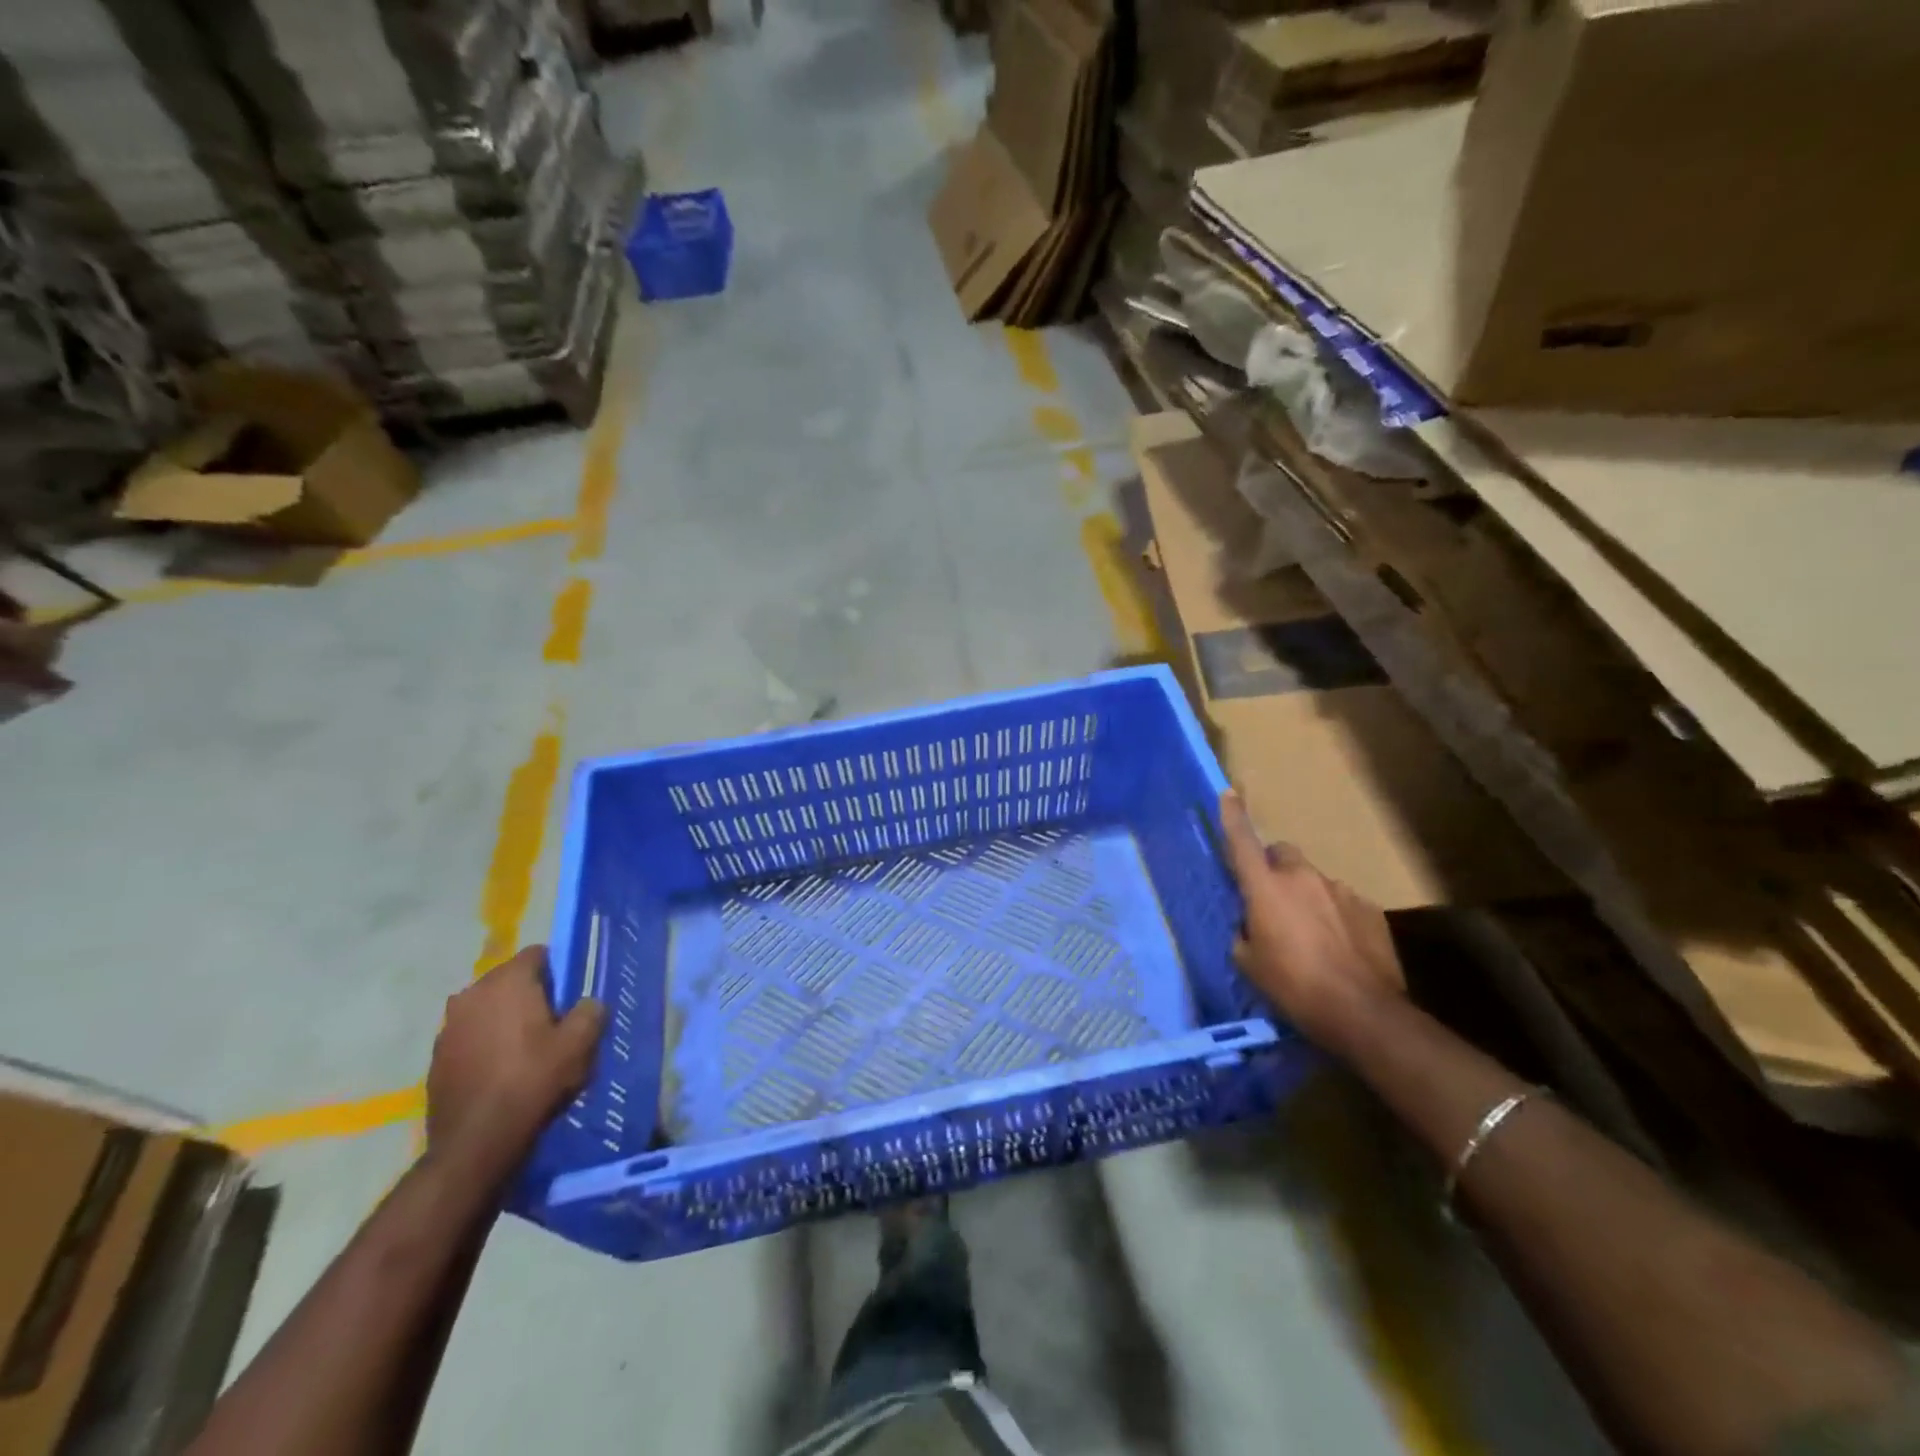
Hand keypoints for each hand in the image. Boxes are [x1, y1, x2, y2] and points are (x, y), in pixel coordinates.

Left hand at [426, 946, 605, 1185]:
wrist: (477, 1141)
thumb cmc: (533, 1079)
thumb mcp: (579, 1043)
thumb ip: (590, 1012)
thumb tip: (588, 1003)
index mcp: (507, 981)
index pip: (537, 954)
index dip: (558, 971)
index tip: (569, 997)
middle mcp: (471, 994)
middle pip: (509, 981)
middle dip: (530, 995)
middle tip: (553, 1023)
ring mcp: (448, 1026)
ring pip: (487, 1009)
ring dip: (505, 1020)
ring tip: (526, 1049)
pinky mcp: (436, 1057)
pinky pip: (470, 1036)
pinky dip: (485, 1044)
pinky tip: (501, 1071)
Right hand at [1220, 791, 1404, 1053]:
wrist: (1361, 1010)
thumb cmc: (1292, 985)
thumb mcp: (1249, 963)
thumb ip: (1244, 932)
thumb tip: (1250, 925)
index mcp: (1265, 887)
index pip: (1242, 842)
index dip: (1232, 816)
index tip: (1228, 793)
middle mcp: (1302, 878)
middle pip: (1283, 854)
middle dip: (1275, 868)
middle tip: (1273, 900)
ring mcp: (1340, 890)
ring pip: (1314, 880)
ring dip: (1307, 896)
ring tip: (1311, 935)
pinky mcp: (1370, 909)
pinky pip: (1343, 902)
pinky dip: (1335, 916)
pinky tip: (1339, 948)